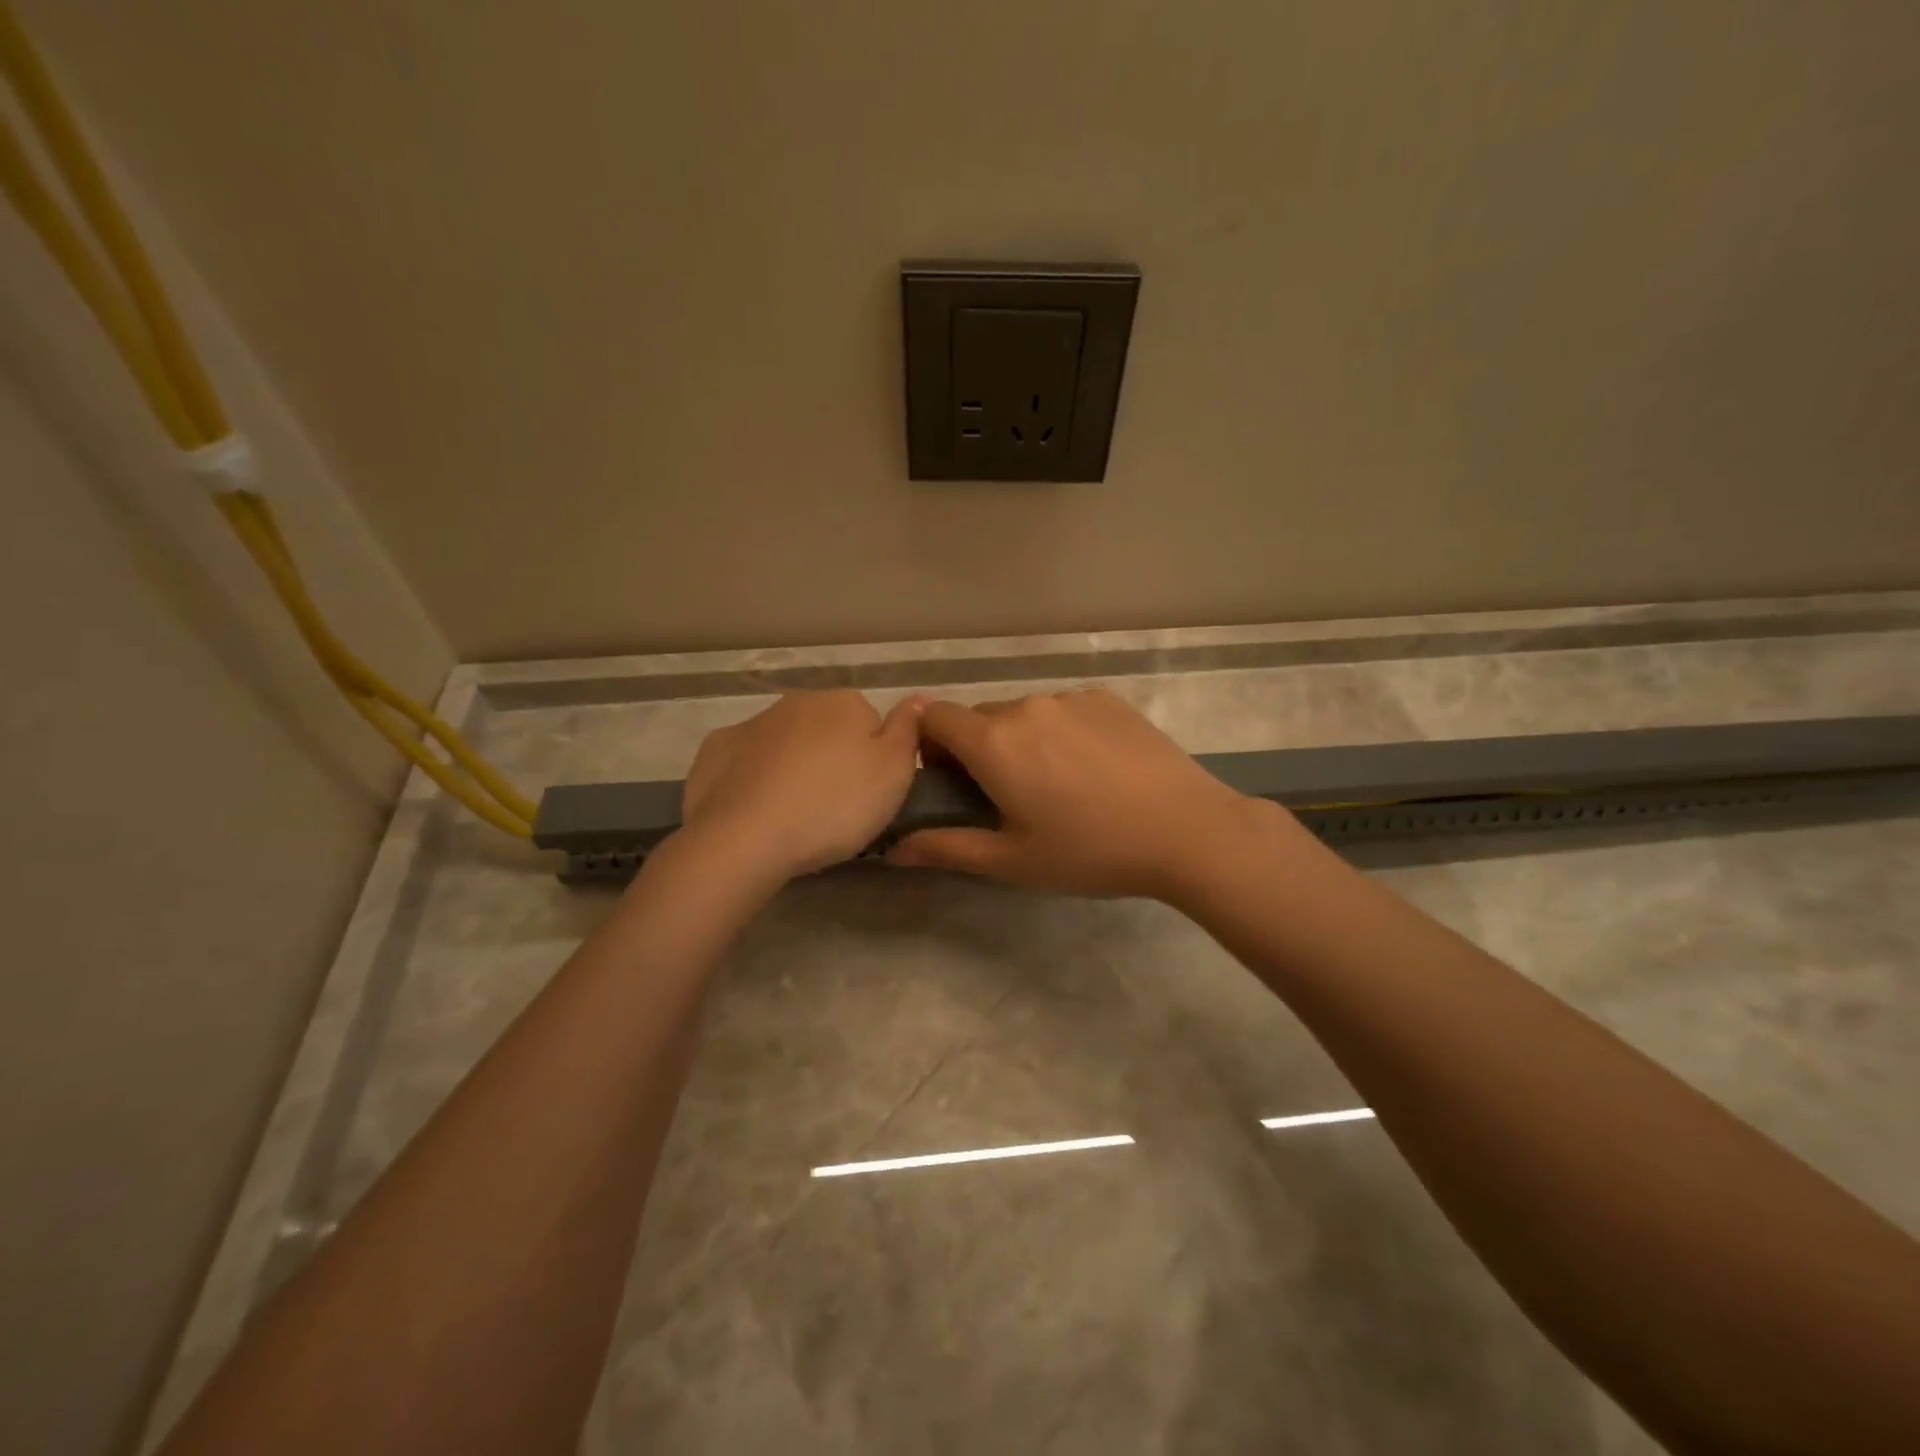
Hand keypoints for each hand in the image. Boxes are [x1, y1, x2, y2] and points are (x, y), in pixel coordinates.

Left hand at [678, 690, 923, 881]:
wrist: (746, 838)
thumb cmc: (834, 806)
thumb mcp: (895, 773)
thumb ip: (908, 730)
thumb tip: (916, 698)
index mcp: (844, 704)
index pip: (870, 724)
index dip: (872, 761)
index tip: (867, 795)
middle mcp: (797, 702)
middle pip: (826, 730)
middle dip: (831, 760)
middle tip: (833, 808)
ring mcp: (752, 724)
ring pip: (785, 744)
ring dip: (792, 768)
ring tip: (794, 816)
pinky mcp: (715, 750)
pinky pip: (745, 762)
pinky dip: (752, 779)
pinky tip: (756, 810)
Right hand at [887, 688, 1276, 900]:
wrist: (1187, 830)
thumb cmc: (1091, 851)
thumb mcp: (1012, 860)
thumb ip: (947, 848)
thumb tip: (891, 849)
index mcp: (995, 742)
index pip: (935, 717)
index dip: (930, 746)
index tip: (950, 781)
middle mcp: (1027, 706)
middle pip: (979, 718)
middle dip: (977, 749)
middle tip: (1005, 795)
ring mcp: (1071, 698)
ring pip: (1023, 713)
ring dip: (1021, 740)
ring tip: (1057, 785)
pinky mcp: (1108, 698)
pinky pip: (1063, 709)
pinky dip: (1060, 731)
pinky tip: (1093, 769)